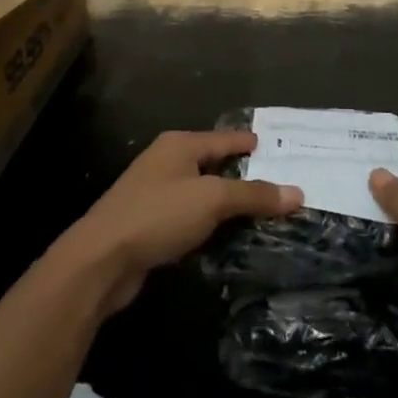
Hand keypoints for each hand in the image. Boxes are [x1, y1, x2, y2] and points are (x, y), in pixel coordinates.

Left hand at [59, 131, 302, 315]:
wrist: (101, 259)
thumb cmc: (158, 215)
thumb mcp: (212, 200)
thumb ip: (253, 195)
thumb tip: (297, 193)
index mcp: (179, 145)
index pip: (226, 138)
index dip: (253, 144)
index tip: (282, 149)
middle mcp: (167, 162)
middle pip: (215, 163)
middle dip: (246, 174)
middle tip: (283, 184)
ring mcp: (156, 193)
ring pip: (203, 192)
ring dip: (229, 203)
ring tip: (264, 212)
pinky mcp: (151, 224)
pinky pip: (191, 217)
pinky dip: (211, 223)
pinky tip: (230, 236)